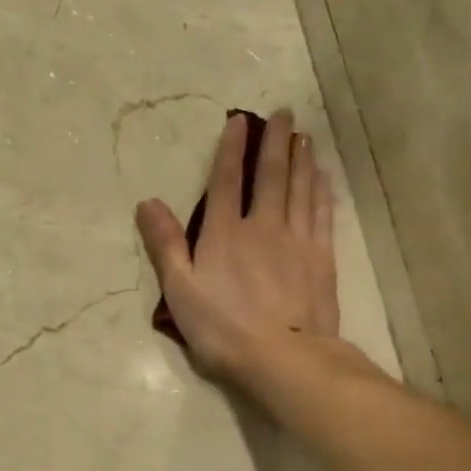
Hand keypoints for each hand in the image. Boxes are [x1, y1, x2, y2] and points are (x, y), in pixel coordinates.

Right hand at [136, 110, 338, 393]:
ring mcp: (297, 241)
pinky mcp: (321, 259)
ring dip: (301, 160)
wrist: (284, 358)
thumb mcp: (180, 290)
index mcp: (224, 234)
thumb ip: (165, 245)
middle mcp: (263, 227)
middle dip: (275, 142)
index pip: (226, 181)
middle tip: (284, 112)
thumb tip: (147, 203)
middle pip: (270, 177)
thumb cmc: (222, 328)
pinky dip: (321, 192)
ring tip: (304, 136)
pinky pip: (322, 215)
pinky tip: (323, 177)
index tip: (240, 121)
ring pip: (300, 190)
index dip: (231, 149)